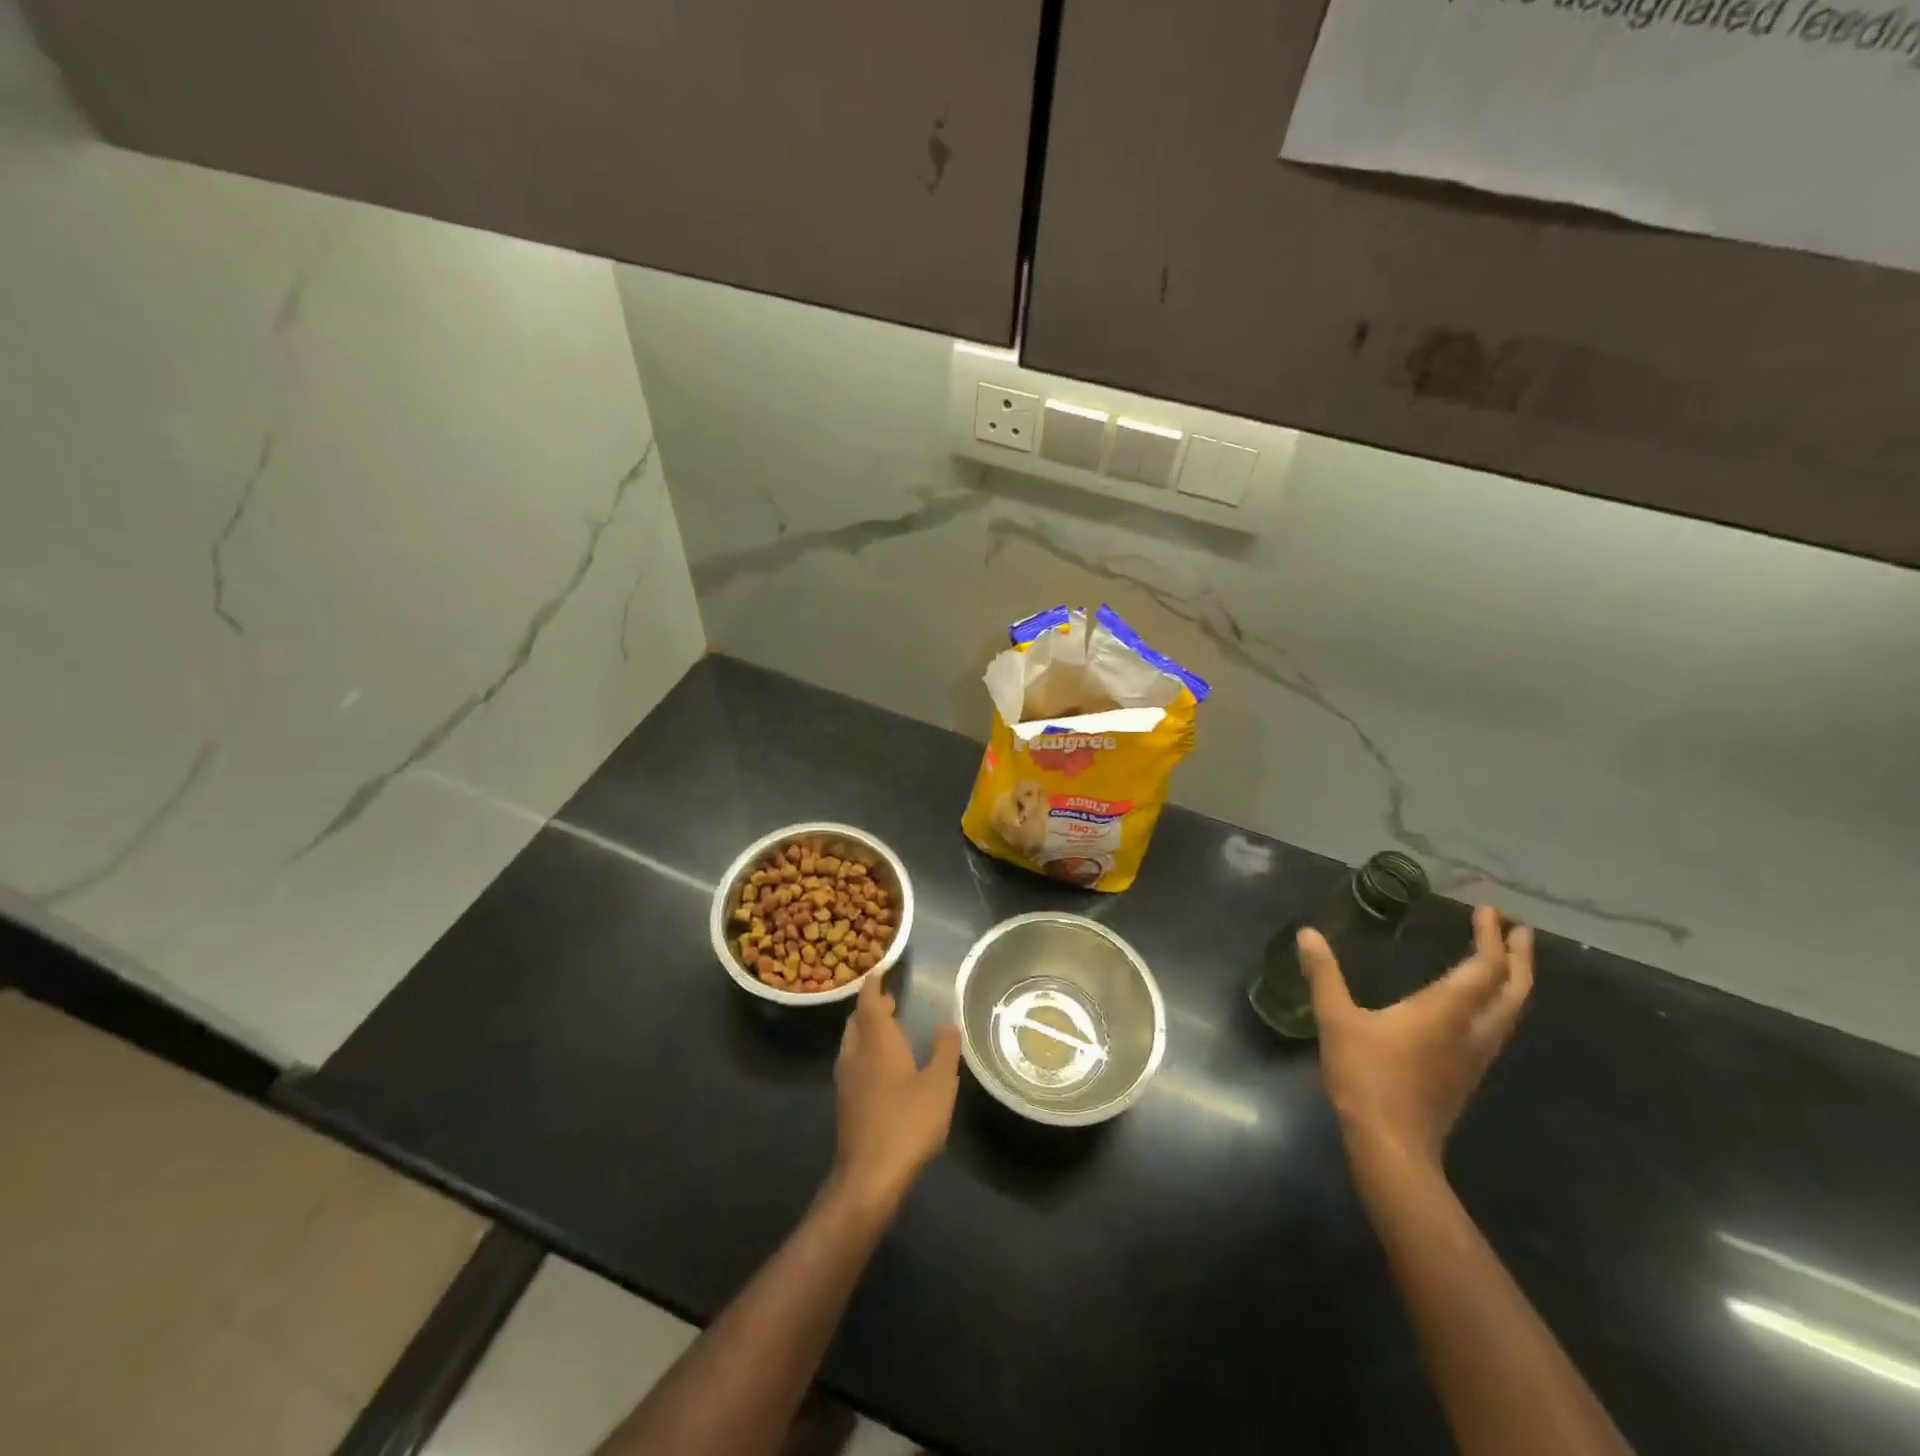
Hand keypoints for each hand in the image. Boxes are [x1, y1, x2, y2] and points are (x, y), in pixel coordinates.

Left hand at [831, 974, 961, 1210]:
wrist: (869, 1176)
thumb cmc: (908, 1122)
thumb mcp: (940, 1085)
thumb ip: (945, 1051)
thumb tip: (948, 1024)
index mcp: (877, 1042)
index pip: (870, 1002)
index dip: (874, 985)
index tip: (879, 971)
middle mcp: (856, 1054)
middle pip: (857, 1021)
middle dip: (871, 1008)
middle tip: (890, 1001)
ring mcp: (846, 1080)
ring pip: (851, 1043)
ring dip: (865, 1031)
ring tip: (887, 1031)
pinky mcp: (844, 1103)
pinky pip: (851, 1064)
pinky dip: (863, 1054)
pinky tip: (880, 1069)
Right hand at [1298, 905, 1532, 1169]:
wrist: (1392, 1145)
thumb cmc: (1366, 1076)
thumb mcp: (1336, 1020)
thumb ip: (1324, 975)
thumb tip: (1308, 934)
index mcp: (1445, 1012)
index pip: (1484, 968)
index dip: (1490, 938)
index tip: (1488, 912)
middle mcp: (1471, 1031)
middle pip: (1513, 991)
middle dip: (1520, 958)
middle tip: (1519, 931)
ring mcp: (1474, 1057)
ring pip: (1510, 1013)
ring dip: (1514, 982)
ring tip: (1508, 962)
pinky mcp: (1466, 1075)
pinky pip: (1496, 1029)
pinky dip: (1499, 1004)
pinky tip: (1479, 1006)